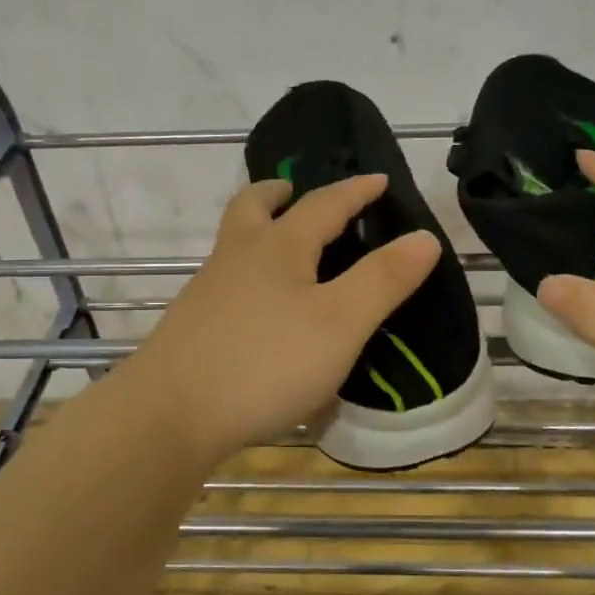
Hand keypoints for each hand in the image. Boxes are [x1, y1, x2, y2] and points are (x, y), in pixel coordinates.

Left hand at [123, 174, 440, 458]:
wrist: (169, 415)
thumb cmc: (265, 362)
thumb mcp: (340, 323)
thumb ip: (383, 280)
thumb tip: (424, 236)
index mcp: (278, 247)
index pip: (324, 204)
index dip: (355, 191)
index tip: (378, 180)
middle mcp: (237, 257)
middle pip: (253, 207)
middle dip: (279, 194)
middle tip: (294, 192)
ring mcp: (208, 291)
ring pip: (234, 244)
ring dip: (260, 232)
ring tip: (285, 252)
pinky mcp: (192, 326)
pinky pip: (226, 282)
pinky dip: (248, 275)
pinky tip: (261, 310)